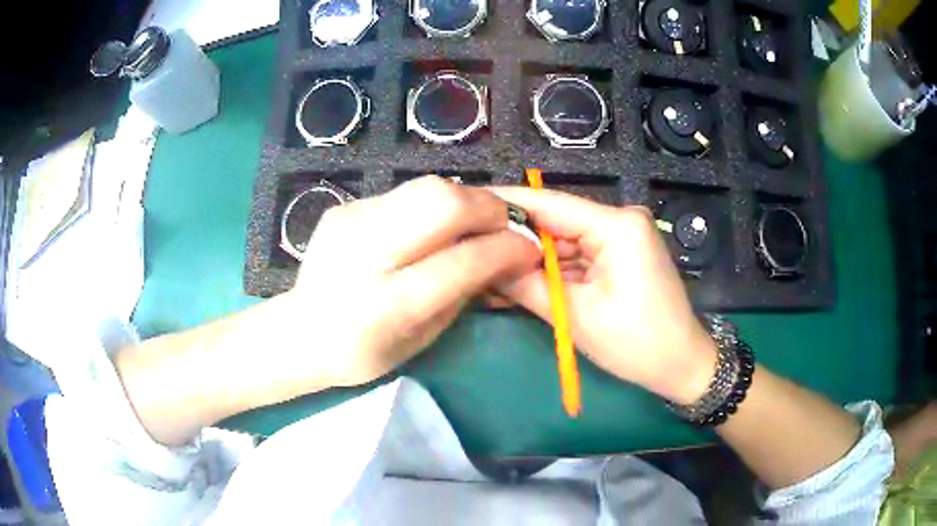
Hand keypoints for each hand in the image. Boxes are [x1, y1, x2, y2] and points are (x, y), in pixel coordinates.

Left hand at [281, 176, 540, 390]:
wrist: (301, 332)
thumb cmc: (363, 353)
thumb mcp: (422, 339)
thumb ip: (464, 293)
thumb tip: (503, 256)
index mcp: (387, 305)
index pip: (462, 261)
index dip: (506, 249)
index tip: (530, 249)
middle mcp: (365, 254)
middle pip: (441, 202)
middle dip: (488, 207)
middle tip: (505, 224)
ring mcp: (350, 222)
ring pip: (426, 187)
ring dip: (465, 200)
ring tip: (475, 222)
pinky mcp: (345, 207)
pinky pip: (404, 194)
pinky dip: (432, 206)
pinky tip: (430, 227)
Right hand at [492, 187, 715, 403]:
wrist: (680, 365)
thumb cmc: (636, 343)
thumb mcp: (575, 316)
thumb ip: (527, 285)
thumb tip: (484, 263)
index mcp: (616, 226)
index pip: (550, 204)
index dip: (506, 204)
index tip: (468, 207)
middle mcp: (621, 220)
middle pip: (556, 223)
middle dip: (516, 240)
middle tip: (471, 247)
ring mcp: (622, 237)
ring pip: (564, 241)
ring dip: (531, 259)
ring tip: (487, 269)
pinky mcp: (621, 255)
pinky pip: (579, 256)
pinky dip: (553, 271)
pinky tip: (520, 280)